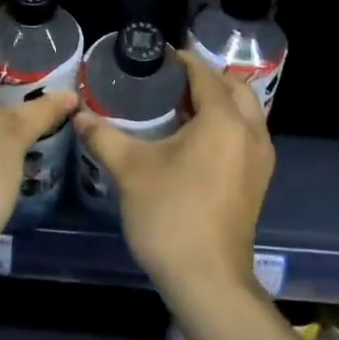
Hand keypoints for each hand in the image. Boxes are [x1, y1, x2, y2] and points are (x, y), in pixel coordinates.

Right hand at [73, 48, 272, 303]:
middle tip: (169, 80)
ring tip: (180, 106)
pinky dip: (226, 124)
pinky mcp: (258, 180)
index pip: (205, 74)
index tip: (156, 57)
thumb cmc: (170, 216)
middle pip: (234, 88)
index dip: (182, 61)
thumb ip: (103, 136)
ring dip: (219, 101)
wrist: (208, 281)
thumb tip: (78, 114)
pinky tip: (194, 138)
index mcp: (224, 120)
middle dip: (205, 78)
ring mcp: (260, 159)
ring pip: (246, 112)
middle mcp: (251, 132)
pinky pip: (246, 134)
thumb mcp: (130, 170)